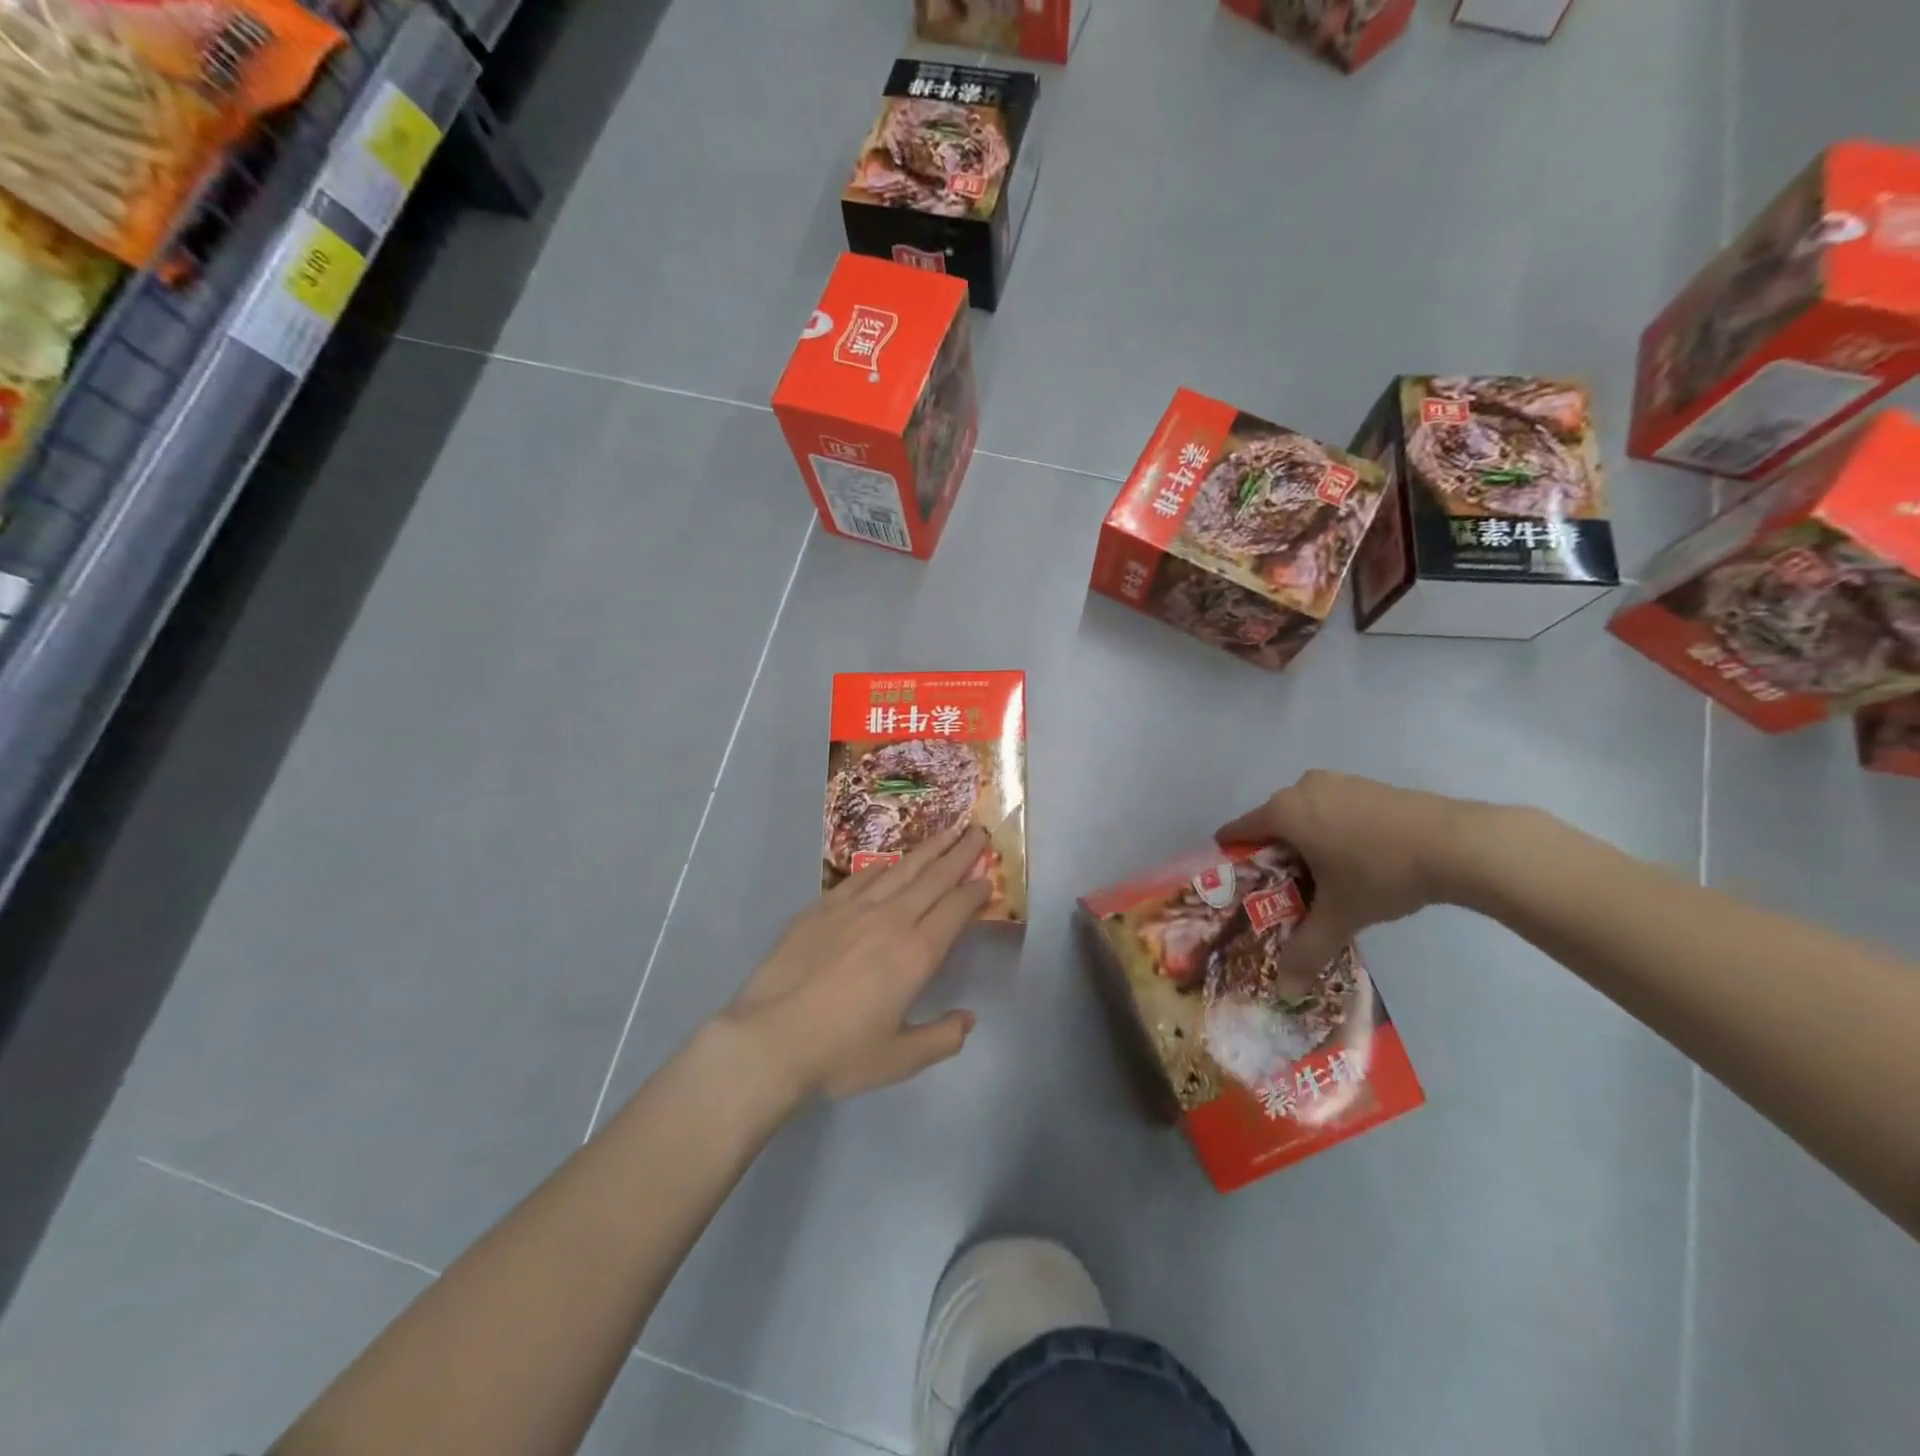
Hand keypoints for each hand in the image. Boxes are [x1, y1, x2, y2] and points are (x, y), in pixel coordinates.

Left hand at [716, 822, 990, 1102]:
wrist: (768, 1040)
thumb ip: (942, 1038)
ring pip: (900, 870)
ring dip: (927, 849)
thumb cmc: (839, 1054)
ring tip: (946, 832)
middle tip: (978, 832)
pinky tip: (892, 860)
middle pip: (934, 878)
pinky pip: (861, 877)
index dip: (975, 891)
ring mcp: (853, 909)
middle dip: (960, 853)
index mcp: (916, 954)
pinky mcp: (821, 908)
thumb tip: (968, 1018)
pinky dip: (883, 866)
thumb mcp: (900, 1059)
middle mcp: (890, 921)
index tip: (989, 876)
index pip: (955, 910)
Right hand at [1216, 771, 1481, 980]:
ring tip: (1321, 882)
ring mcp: (1338, 782)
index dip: (1232, 859)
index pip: (1238, 831)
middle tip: (1282, 894)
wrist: (1457, 843)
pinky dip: (1332, 833)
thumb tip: (1284, 990)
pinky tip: (1355, 862)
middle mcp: (1302, 788)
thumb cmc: (1379, 872)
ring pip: (1305, 816)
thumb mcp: (1340, 916)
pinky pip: (1332, 810)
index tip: (1235, 885)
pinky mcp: (1367, 785)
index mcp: (1283, 811)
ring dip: (1305, 846)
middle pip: (1272, 825)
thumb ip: (1306, 949)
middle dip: (1273, 858)